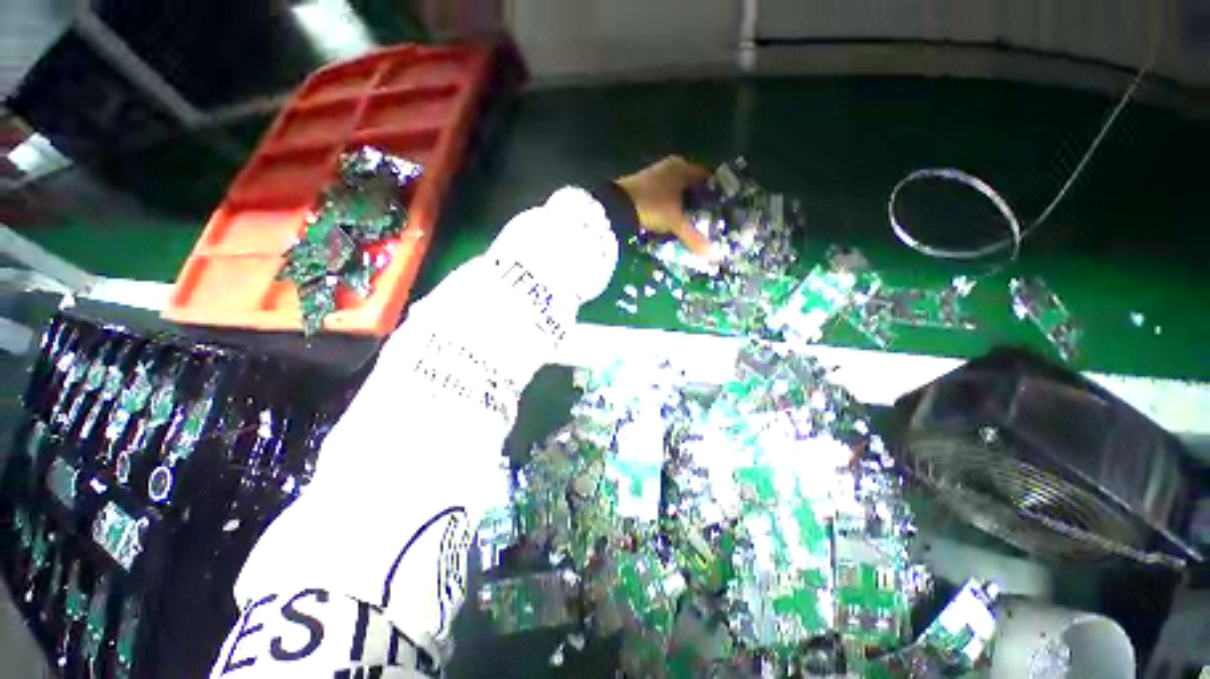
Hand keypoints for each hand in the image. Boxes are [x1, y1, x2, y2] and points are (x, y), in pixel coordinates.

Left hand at [616, 156, 713, 255]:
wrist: (617, 206)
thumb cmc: (652, 206)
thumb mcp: (675, 223)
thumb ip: (694, 238)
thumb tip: (715, 255)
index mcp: (682, 167)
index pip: (706, 178)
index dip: (714, 194)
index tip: (719, 210)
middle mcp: (670, 166)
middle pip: (690, 185)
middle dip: (697, 202)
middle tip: (705, 219)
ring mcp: (654, 174)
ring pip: (675, 190)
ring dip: (681, 205)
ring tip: (689, 223)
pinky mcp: (642, 185)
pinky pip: (662, 196)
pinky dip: (667, 206)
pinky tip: (669, 220)